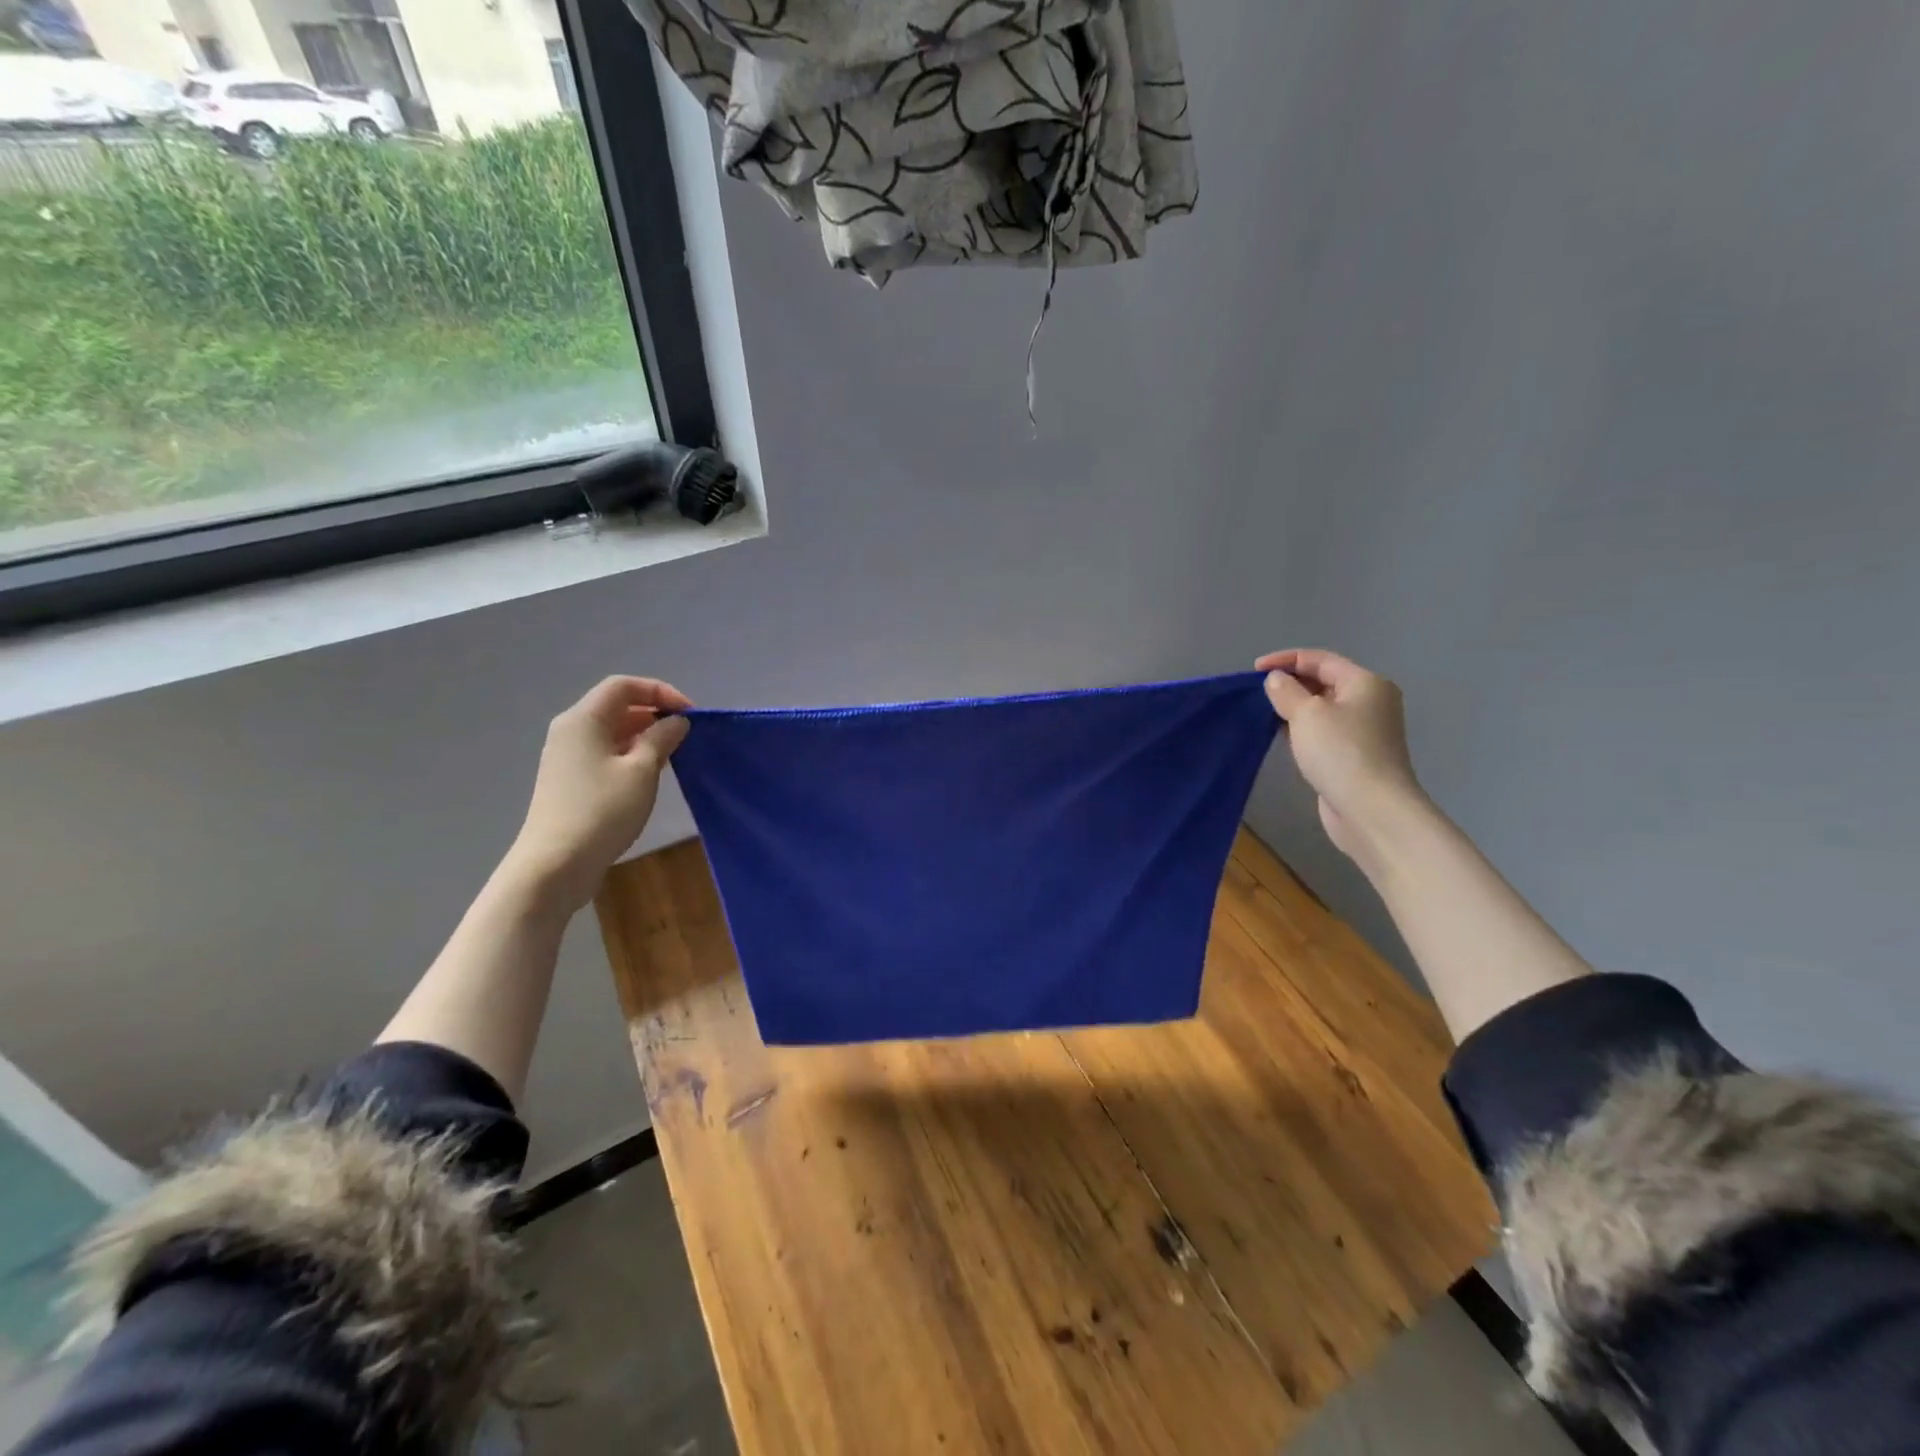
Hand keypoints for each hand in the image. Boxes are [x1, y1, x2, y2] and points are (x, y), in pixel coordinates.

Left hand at [502, 675, 692, 915]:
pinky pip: (605, 753)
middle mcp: (570, 731)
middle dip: (654, 714)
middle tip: (686, 735)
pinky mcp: (569, 780)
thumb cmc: (602, 811)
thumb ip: (661, 739)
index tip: (690, 714)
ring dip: (645, 736)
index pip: (624, 686)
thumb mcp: (642, 771)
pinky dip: (631, 754)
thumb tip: (675, 722)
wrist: (555, 864)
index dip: (660, 691)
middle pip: (616, 706)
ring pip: (612, 732)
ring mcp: (566, 757)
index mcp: (584, 719)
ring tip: (674, 755)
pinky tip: (650, 775)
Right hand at [1256, 649, 1425, 867]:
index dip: (1286, 659)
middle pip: (1324, 682)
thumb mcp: (1307, 714)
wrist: (1371, 809)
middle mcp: (1370, 702)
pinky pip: (1323, 731)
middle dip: (1290, 683)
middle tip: (1256, 693)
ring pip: (1322, 708)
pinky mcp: (1354, 755)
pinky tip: (1281, 736)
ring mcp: (1364, 731)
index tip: (1253, 670)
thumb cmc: (1340, 752)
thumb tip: (1276, 679)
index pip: (1320, 659)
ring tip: (1263, 713)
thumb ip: (1286, 691)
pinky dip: (1302, 729)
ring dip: (1294, 708)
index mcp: (1365, 683)